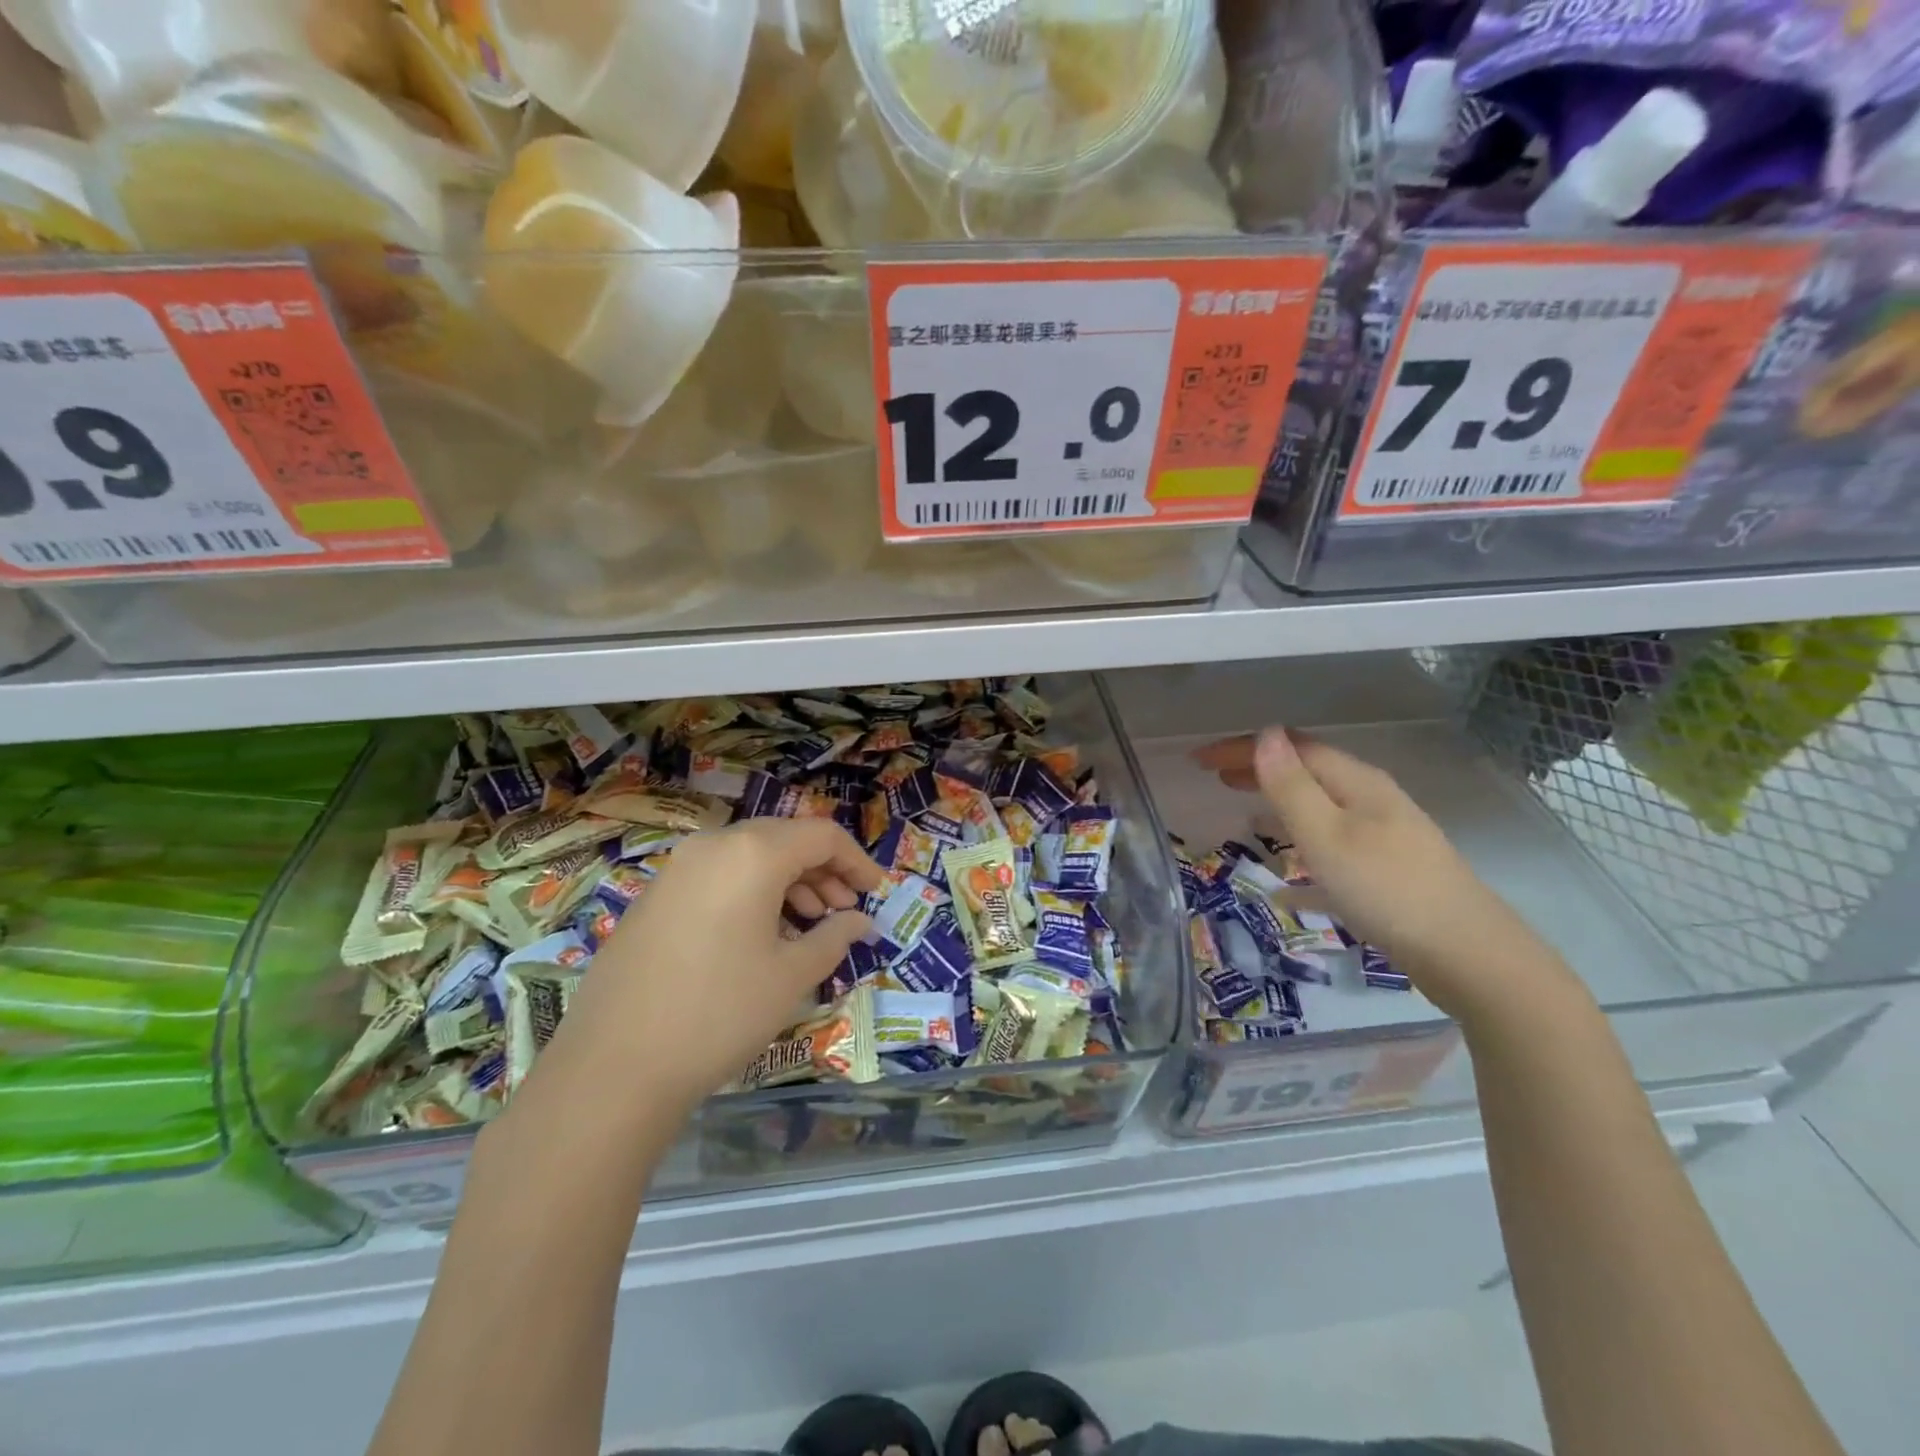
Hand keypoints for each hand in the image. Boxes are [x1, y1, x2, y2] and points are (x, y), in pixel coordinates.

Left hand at [533, 819, 882, 1108]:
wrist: (614, 1066)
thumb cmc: (720, 1012)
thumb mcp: (791, 976)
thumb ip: (834, 937)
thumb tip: (859, 921)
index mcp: (752, 853)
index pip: (821, 835)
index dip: (856, 861)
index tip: (876, 893)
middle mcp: (712, 846)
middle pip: (784, 840)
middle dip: (823, 871)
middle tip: (845, 911)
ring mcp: (676, 870)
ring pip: (749, 857)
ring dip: (788, 882)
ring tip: (808, 926)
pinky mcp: (653, 897)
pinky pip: (718, 877)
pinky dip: (751, 894)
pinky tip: (760, 938)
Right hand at [1197, 729, 1546, 1021]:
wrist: (1468, 956)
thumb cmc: (1386, 889)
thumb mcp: (1326, 835)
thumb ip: (1291, 786)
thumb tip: (1265, 733)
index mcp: (1356, 783)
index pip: (1292, 748)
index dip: (1245, 748)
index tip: (1199, 760)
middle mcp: (1372, 801)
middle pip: (1308, 772)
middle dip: (1260, 769)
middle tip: (1216, 779)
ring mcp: (1385, 838)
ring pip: (1321, 809)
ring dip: (1280, 805)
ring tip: (1244, 814)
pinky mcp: (1389, 874)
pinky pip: (1332, 851)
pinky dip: (1303, 854)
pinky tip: (1285, 887)